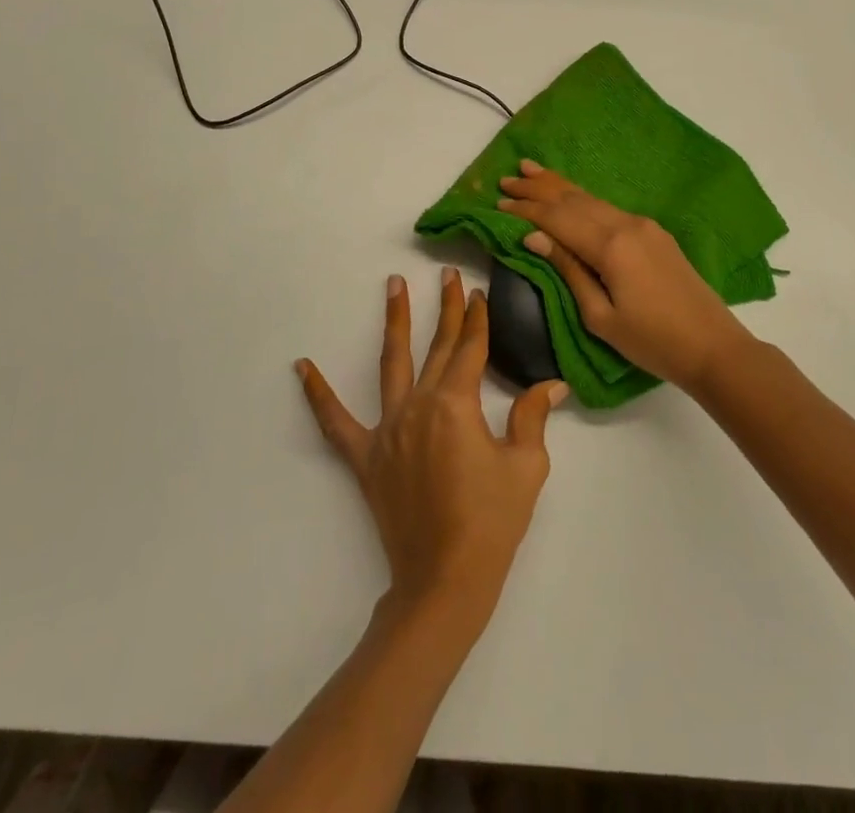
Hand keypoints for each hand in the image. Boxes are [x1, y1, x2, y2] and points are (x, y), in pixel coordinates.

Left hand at [296, 268, 567, 629]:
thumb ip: (532, 417)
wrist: (445, 580)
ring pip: (391, 364)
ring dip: (394, 322)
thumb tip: (552, 384)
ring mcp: (387, 429)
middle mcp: (419, 405)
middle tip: (447, 275)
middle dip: (446, 308)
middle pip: (437, 347)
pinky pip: (335, 422)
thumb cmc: (492, 522)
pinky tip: (302, 366)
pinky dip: (318, 394)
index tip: (479, 291)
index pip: (470, 349)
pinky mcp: (365, 457)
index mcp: (457, 404)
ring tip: (393, 286)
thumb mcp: (525, 467)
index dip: (477, 319)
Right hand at [496, 161, 753, 393]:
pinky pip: (608, 208)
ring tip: (531, 170)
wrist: (713, 346)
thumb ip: (567, 270)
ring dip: (559, 186)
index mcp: (610, 246)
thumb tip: (533, 237)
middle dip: (538, 189)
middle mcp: (626, 224)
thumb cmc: (652, 341)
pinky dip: (582, 198)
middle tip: (507, 179)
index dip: (526, 210)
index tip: (497, 202)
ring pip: (591, 198)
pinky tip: (570, 195)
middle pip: (572, 200)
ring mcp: (643, 225)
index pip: (557, 219)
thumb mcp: (600, 316)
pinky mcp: (654, 232)